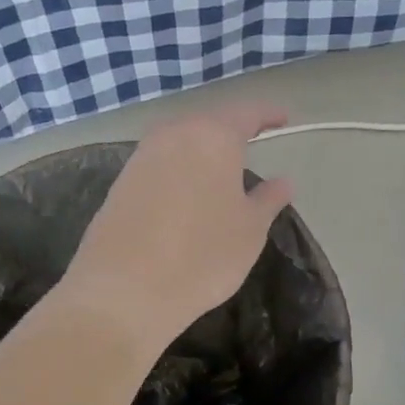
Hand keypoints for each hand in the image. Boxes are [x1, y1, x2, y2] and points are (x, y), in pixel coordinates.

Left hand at [58, 104, 294, 353]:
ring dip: (202, 149)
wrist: (123, 291)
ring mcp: (142, 156)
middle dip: (232, 130)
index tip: (284, 118)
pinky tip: (187, 191)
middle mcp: (174, 134)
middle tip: (253, 142)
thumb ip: (268, 199)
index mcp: (213, 136)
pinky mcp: (121, 181)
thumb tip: (283, 181)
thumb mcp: (250, 230)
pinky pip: (160, 163)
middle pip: (209, 122)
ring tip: (221, 168)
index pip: (247, 113)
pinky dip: (179, 169)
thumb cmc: (202, 255)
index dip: (268, 114)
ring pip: (181, 141)